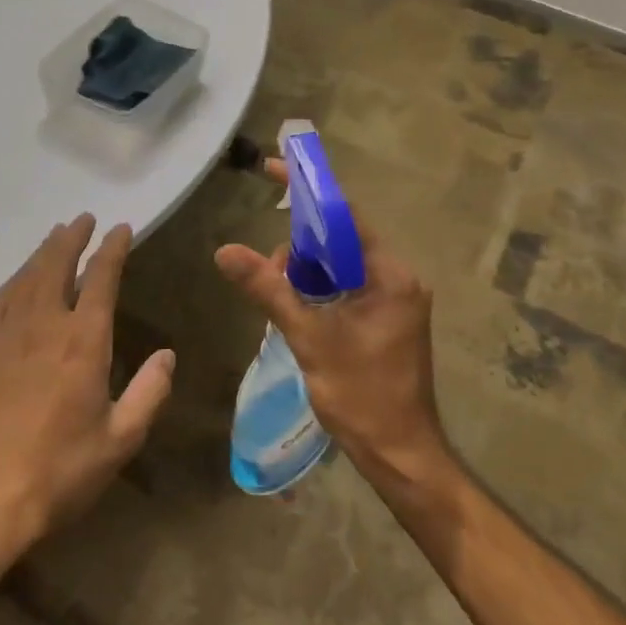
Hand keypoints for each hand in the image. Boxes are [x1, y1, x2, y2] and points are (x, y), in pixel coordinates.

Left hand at [0, 215, 173, 571]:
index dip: (112, 249)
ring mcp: (6, 337)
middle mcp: (44, 326)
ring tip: (55, 236)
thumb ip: (148, 393)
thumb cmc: (58, 472)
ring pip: (25, 278)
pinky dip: (13, 281)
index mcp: (83, 342)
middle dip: (72, 238)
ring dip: (42, 252)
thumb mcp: (120, 440)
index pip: (101, 279)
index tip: (122, 229)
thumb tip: (166, 355)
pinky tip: (17, 282)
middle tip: (83, 218)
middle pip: (56, 266)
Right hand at [214, 162, 447, 484]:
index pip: (345, 215)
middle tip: (267, 273)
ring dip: (305, 272)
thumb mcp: (310, 339)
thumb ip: (269, 290)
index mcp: (391, 274)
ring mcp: (394, 299)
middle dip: (300, 245)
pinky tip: (295, 310)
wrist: (400, 454)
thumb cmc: (362, 396)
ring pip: (340, 264)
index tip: (273, 169)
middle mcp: (398, 277)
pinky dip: (318, 290)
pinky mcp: (385, 318)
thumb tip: (225, 251)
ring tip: (278, 298)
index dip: (308, 191)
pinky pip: (346, 286)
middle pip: (341, 238)